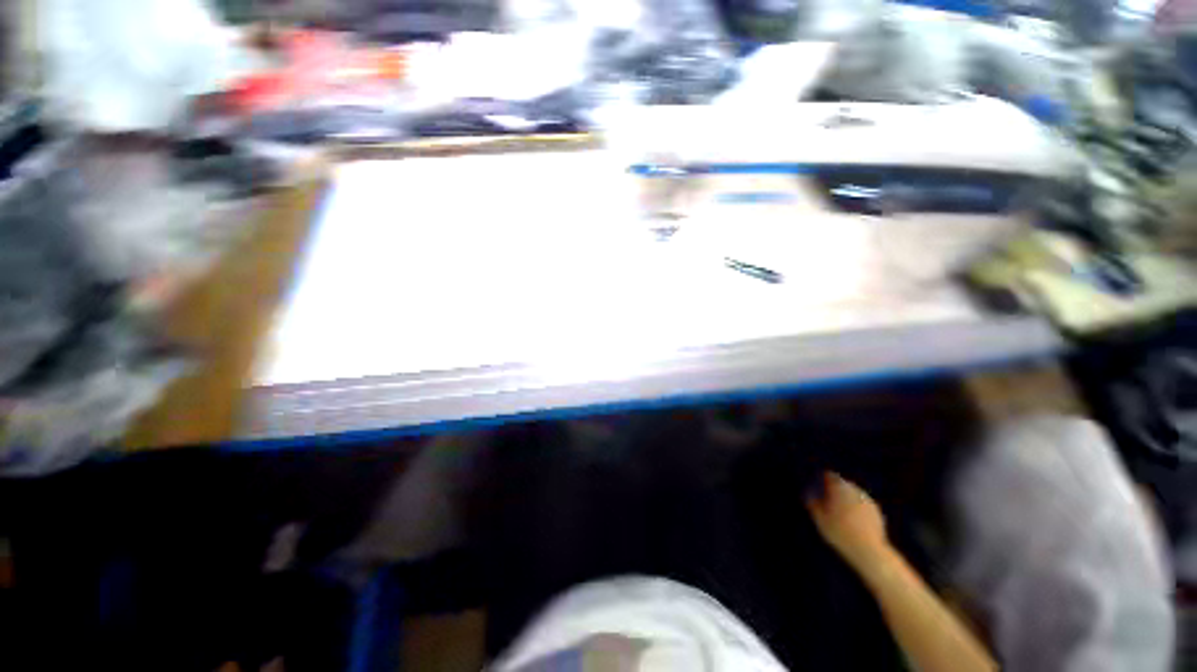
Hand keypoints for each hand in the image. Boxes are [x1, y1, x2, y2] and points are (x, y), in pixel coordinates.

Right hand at [806, 472, 891, 573]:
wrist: (869, 550)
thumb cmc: (840, 532)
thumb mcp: (819, 518)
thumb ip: (813, 502)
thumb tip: (809, 494)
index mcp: (839, 487)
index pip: (829, 475)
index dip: (822, 480)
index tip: (816, 487)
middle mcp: (854, 489)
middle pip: (842, 483)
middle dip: (835, 489)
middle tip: (827, 501)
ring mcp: (867, 500)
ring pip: (853, 493)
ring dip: (846, 498)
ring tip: (840, 512)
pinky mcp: (877, 511)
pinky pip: (862, 504)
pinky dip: (856, 507)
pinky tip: (853, 520)